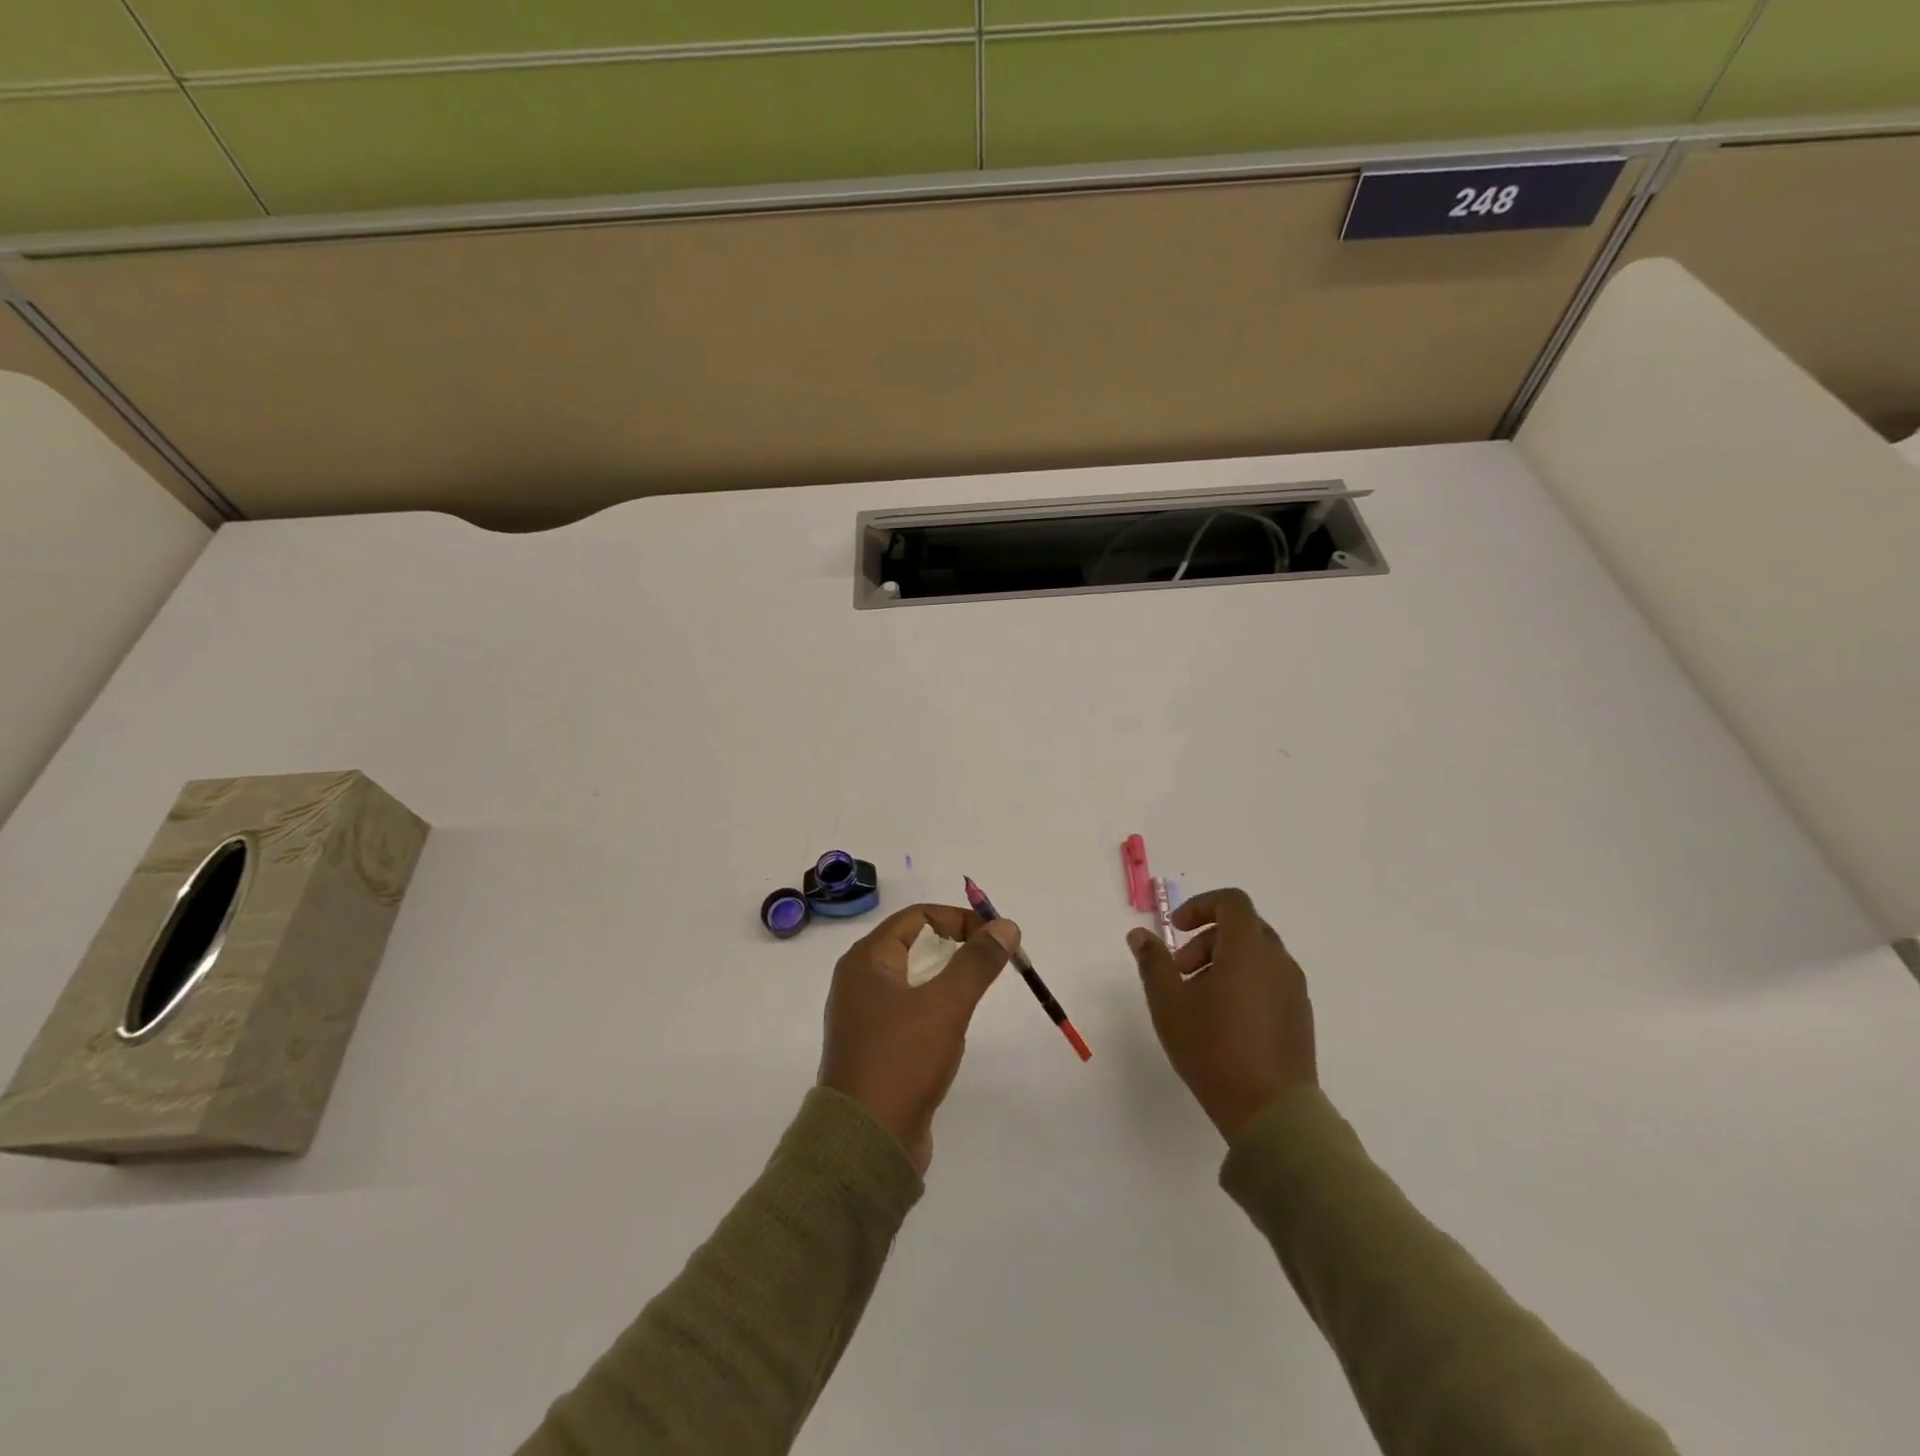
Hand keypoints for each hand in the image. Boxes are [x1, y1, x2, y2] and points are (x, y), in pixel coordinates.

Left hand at [820, 904, 1019, 1175]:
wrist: (866, 1143)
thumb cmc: (902, 1059)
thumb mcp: (946, 1004)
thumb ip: (977, 962)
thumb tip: (1006, 925)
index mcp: (865, 961)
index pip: (916, 917)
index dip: (958, 918)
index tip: (994, 937)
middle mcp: (859, 982)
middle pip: (913, 944)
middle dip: (956, 946)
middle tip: (992, 961)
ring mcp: (864, 1017)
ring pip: (912, 979)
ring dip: (947, 977)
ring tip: (976, 990)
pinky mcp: (874, 1048)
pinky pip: (909, 1010)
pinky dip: (934, 1006)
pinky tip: (953, 1027)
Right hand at [1128, 888, 1315, 1140]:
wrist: (1272, 1112)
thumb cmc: (1213, 1049)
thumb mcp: (1169, 1003)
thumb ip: (1153, 962)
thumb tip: (1139, 934)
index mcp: (1248, 950)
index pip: (1232, 901)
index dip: (1201, 906)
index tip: (1176, 930)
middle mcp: (1278, 961)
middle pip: (1243, 928)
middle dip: (1207, 938)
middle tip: (1181, 969)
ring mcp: (1294, 990)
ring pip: (1257, 956)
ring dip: (1225, 962)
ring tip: (1199, 999)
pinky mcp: (1300, 1017)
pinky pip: (1270, 980)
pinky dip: (1245, 982)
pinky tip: (1225, 1021)